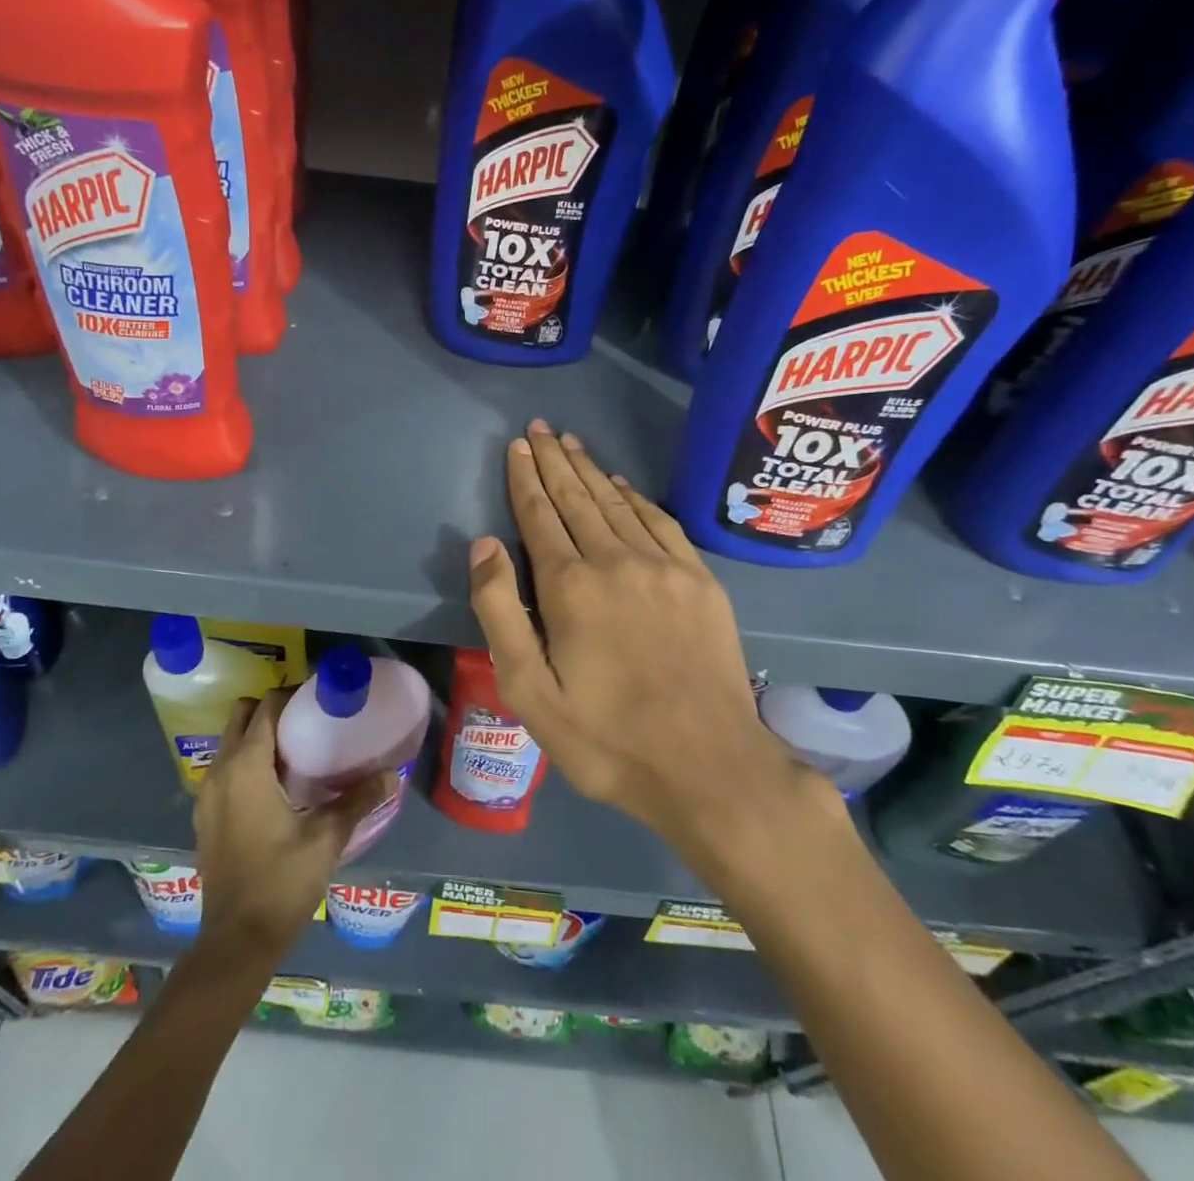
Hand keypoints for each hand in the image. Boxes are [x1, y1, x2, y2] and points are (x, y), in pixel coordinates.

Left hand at [192, 693, 397, 960]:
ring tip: (298, 750)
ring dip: (258, 736)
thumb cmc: (281, 882)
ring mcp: (208, 795)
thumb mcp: (327, 837)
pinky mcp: (206, 817)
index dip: (292, 696)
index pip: (266, 707)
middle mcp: (220, 771)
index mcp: (246, 766)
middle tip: (308, 721)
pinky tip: (277, 786)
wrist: (236, 942)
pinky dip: (247, 762)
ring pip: (230, 743)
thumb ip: (359, 799)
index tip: (319, 699)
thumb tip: (393, 774)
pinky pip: (226, 769)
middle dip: (272, 709)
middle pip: (241, 716)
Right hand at [468, 420, 831, 882]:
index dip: (525, 479)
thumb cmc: (607, 738)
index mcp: (569, 587)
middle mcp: (614, 560)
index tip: (517, 446)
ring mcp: (663, 567)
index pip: (539, 516)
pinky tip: (622, 485)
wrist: (709, 765)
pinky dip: (636, 497)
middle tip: (540, 428)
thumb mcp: (529, 691)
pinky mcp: (699, 580)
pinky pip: (660, 521)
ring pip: (616, 503)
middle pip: (576, 498)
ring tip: (571, 443)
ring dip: (590, 470)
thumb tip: (484, 545)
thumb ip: (500, 612)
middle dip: (554, 461)